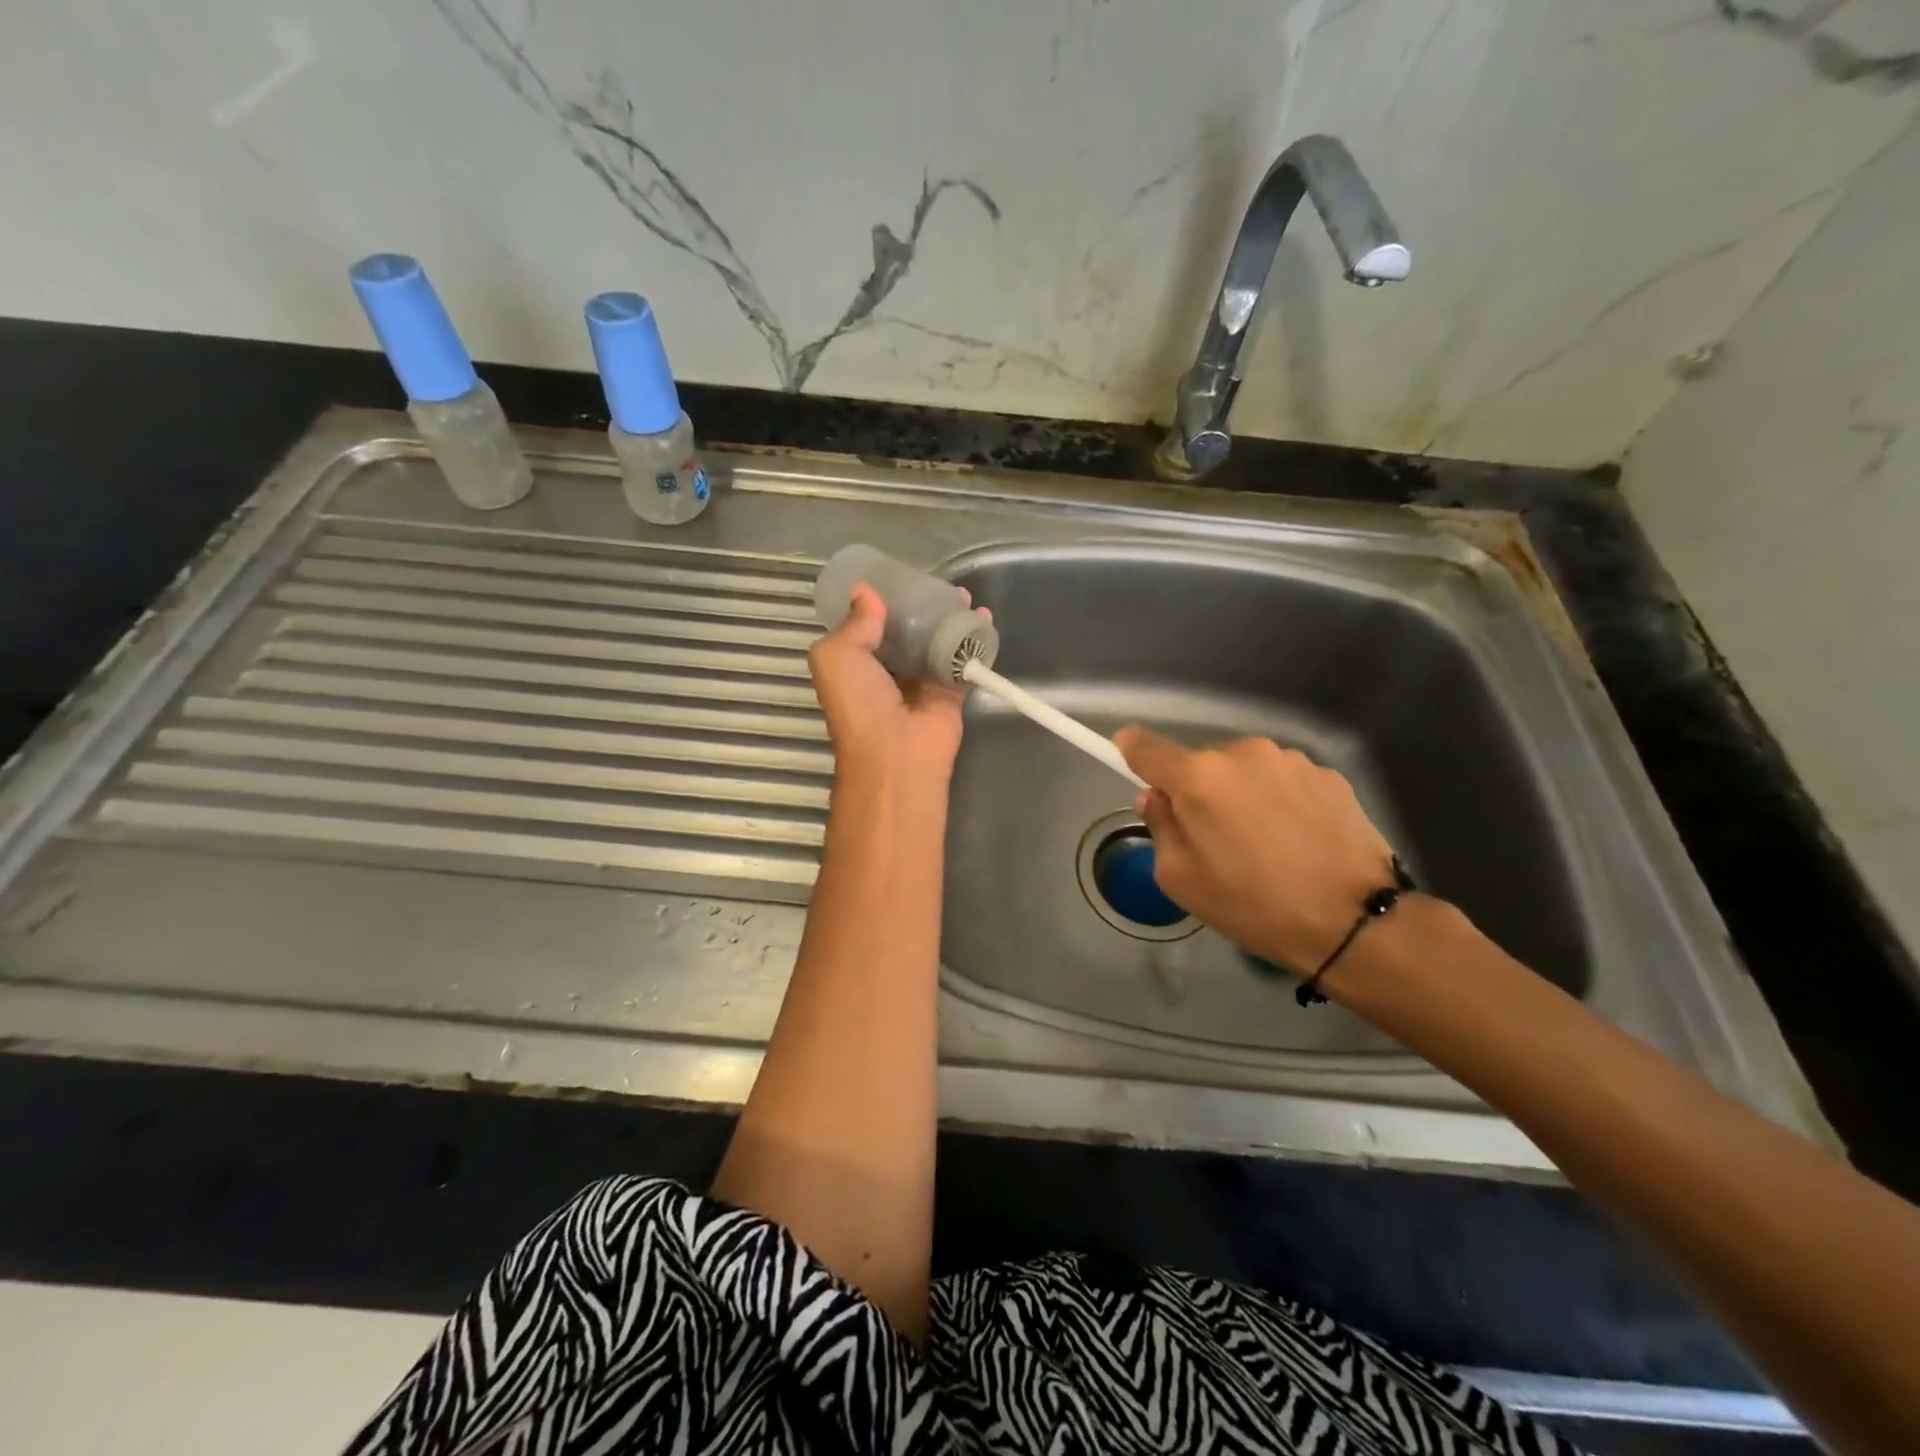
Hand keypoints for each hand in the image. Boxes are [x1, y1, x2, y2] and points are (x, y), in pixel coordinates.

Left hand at [809, 583, 972, 784]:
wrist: (895, 753)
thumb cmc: (858, 702)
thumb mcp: (836, 655)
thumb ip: (853, 622)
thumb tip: (866, 591)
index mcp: (855, 664)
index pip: (867, 626)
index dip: (881, 601)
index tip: (898, 576)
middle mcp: (887, 672)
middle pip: (906, 631)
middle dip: (921, 607)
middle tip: (938, 584)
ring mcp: (921, 682)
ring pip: (936, 642)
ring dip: (949, 619)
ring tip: (964, 595)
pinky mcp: (950, 693)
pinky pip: (963, 661)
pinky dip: (974, 641)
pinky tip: (984, 617)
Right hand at [1114, 727, 1398, 970]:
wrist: (1352, 921)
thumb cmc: (1252, 904)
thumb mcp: (1181, 879)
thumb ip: (1160, 827)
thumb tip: (1157, 798)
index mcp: (1198, 777)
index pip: (1146, 747)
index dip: (1130, 749)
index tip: (1125, 753)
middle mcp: (1243, 753)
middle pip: (1202, 763)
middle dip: (1198, 789)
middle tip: (1213, 836)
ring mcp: (1290, 760)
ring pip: (1245, 770)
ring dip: (1242, 793)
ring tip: (1264, 843)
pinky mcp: (1329, 775)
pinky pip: (1284, 780)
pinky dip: (1280, 801)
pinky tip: (1298, 840)